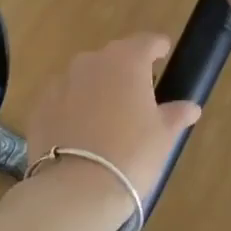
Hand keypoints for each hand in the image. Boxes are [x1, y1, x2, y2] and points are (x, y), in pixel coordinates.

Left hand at [27, 34, 203, 203]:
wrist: (76, 188)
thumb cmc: (132, 155)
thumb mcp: (163, 136)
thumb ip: (176, 114)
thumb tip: (190, 107)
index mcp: (126, 61)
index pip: (146, 42)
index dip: (158, 47)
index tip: (164, 54)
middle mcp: (91, 62)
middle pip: (114, 57)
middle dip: (126, 70)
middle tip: (138, 95)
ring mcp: (60, 82)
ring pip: (85, 77)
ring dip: (97, 88)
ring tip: (107, 117)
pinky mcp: (40, 105)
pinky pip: (63, 99)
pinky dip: (73, 107)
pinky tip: (80, 132)